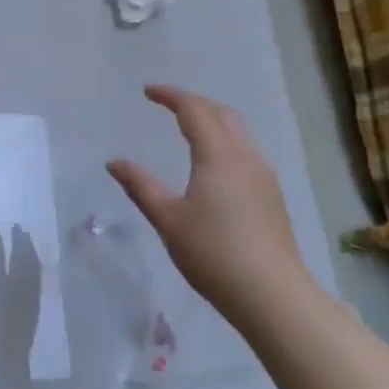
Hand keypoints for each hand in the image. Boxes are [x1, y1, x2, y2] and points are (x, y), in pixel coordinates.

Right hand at [107, 84, 313, 316]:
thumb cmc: (215, 254)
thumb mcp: (168, 220)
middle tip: (167, 105)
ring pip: (238, 133)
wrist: (274, 297)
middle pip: (222, 114)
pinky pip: (245, 153)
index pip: (194, 109)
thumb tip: (114, 162)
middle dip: (194, 103)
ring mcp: (264, 177)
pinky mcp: (272, 197)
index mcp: (218, 156)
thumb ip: (141, 186)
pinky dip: (224, 142)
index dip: (170, 95)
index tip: (148, 91)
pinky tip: (212, 165)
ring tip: (188, 129)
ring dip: (212, 121)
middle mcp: (245, 158)